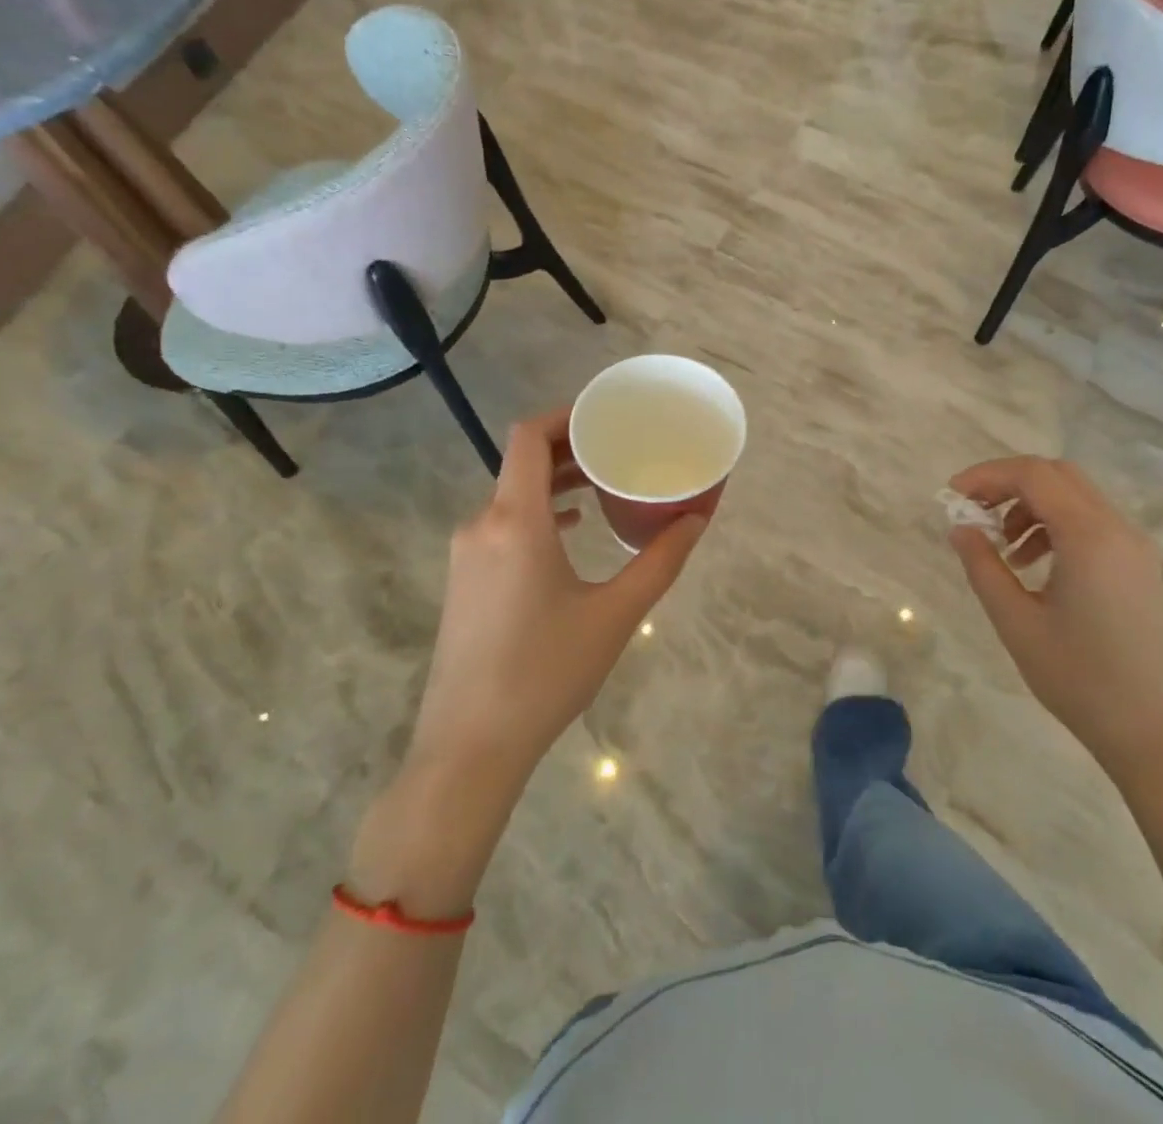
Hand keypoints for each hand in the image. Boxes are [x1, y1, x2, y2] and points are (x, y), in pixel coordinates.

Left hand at [407, 408, 708, 793]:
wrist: (470, 746)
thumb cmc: (546, 671)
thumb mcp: (616, 614)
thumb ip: (661, 560)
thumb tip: (698, 519)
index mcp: (515, 521)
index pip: (528, 437)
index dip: (565, 415)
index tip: (605, 416)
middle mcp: (482, 525)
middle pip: (521, 462)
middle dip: (570, 448)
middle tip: (619, 449)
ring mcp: (467, 554)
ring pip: (512, 495)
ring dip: (555, 482)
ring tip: (602, 485)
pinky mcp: (464, 580)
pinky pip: (502, 524)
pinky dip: (538, 513)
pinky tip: (570, 531)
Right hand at [947, 457, 1162, 777]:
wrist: (1150, 731)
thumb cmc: (1077, 678)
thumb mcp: (1016, 621)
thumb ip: (983, 566)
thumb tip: (960, 528)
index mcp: (1090, 537)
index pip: (1033, 475)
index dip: (987, 475)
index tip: (952, 495)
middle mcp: (1119, 528)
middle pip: (1057, 475)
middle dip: (1008, 483)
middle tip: (973, 510)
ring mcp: (1135, 546)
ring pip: (1075, 495)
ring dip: (1031, 504)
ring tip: (1002, 547)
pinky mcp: (1139, 564)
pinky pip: (1092, 521)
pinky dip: (1055, 524)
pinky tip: (1032, 563)